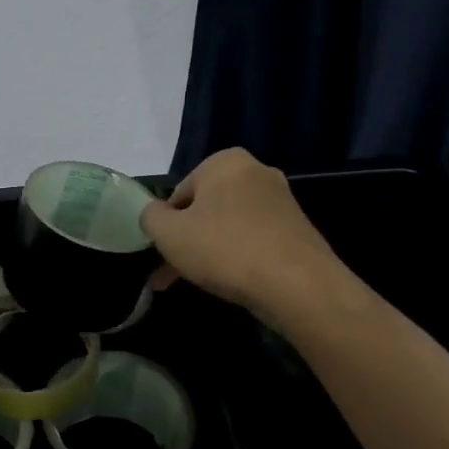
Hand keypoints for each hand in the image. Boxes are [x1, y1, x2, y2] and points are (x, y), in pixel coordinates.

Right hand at [140, 148, 345, 317]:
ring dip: (207, 252)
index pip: (179, 192)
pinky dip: (235, 257)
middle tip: (168, 275)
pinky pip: (251, 240)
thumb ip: (150, 217)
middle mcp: (256, 172)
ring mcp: (281, 202)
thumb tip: (153, 214)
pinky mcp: (296, 230)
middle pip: (205, 209)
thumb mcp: (169, 233)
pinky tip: (229, 282)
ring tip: (195, 283)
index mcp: (225, 162)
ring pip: (227, 227)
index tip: (160, 253)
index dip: (165, 225)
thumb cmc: (224, 249)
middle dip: (185, 241)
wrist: (297, 286)